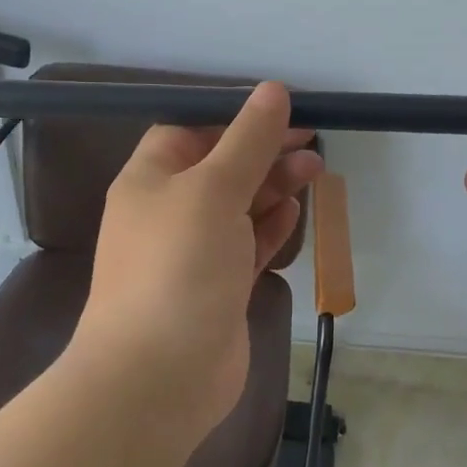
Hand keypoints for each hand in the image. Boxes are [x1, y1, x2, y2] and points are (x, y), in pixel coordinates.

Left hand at [72, 82, 323, 439]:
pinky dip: (269, 228)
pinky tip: (294, 213)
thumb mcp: (213, 189)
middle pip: (220, 167)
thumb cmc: (178, 267)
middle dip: (264, 151)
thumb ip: (247, 140)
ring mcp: (193, 253)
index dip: (234, 117)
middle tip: (312, 142)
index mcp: (150, 179)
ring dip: (273, 187)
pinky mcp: (218, 289)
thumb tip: (273, 89)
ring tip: (316, 170)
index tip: (281, 111)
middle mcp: (167, 212)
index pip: (190, 130)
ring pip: (239, 207)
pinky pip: (246, 246)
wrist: (158, 377)